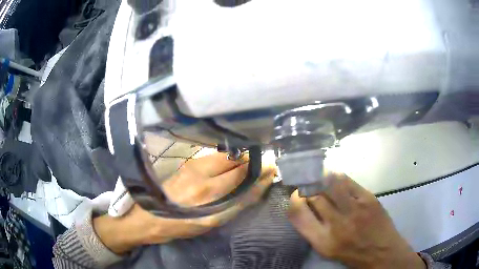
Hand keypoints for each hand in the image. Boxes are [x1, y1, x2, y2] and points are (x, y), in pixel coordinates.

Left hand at [94, 152, 275, 253]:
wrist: (150, 216)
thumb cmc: (182, 226)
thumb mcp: (211, 223)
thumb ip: (235, 205)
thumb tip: (255, 189)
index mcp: (209, 197)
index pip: (243, 178)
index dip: (260, 173)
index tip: (271, 169)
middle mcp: (202, 177)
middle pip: (235, 162)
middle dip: (252, 162)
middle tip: (263, 165)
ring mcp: (193, 166)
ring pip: (225, 156)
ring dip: (240, 158)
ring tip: (249, 164)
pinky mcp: (188, 163)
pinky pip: (214, 156)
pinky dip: (227, 158)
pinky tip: (231, 163)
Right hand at [288, 174, 425, 268]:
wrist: (383, 252)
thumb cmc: (353, 255)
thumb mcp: (327, 250)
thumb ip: (314, 230)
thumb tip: (305, 207)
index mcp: (322, 241)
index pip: (298, 215)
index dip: (293, 201)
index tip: (294, 194)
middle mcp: (336, 224)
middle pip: (314, 197)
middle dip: (307, 187)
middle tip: (306, 182)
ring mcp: (354, 209)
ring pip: (330, 185)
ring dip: (321, 178)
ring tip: (317, 174)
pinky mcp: (368, 199)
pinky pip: (348, 182)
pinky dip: (337, 176)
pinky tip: (334, 175)